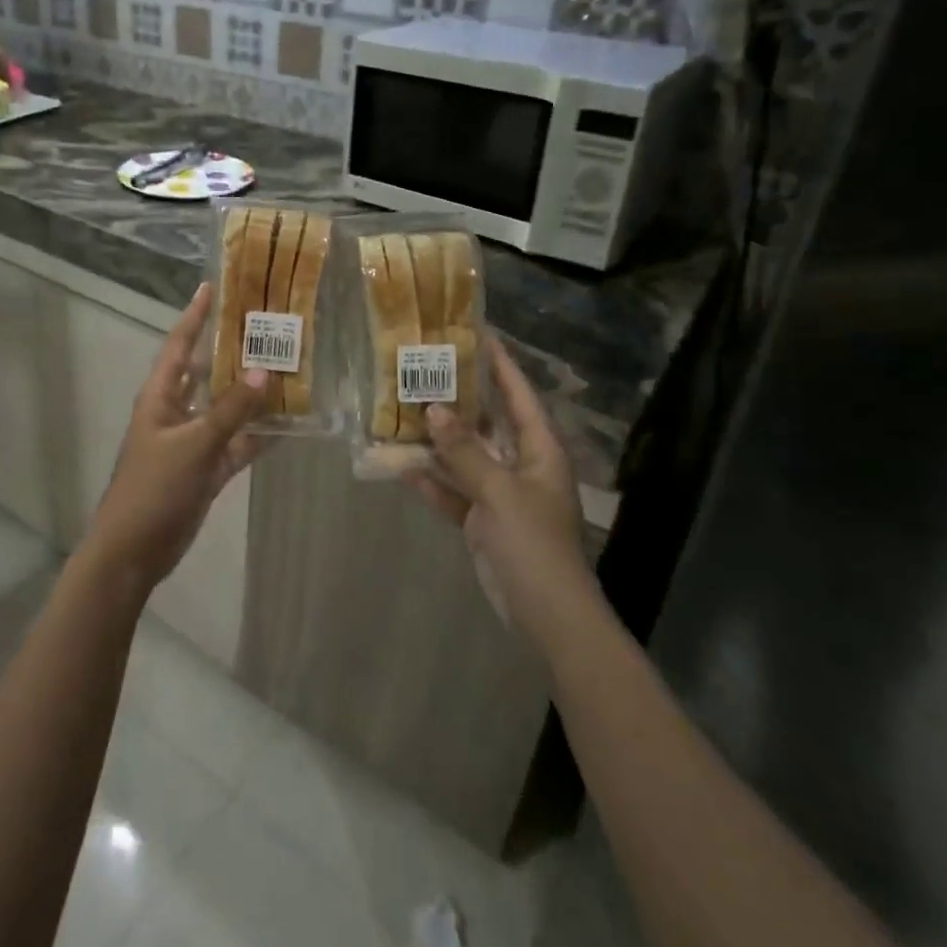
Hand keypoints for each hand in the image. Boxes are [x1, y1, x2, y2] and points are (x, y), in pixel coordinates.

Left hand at [85, 283, 266, 590]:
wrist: (134, 551)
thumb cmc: (154, 488)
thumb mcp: (193, 444)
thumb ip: (230, 410)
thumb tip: (266, 371)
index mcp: (160, 396)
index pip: (178, 345)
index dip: (194, 315)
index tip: (212, 286)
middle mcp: (176, 411)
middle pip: (207, 372)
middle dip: (233, 351)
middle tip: (267, 327)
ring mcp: (192, 441)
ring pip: (226, 408)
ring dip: (251, 394)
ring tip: (288, 369)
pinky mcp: (206, 469)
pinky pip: (236, 444)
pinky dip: (257, 436)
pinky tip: (287, 424)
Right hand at [404, 336, 592, 640]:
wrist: (545, 612)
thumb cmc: (533, 542)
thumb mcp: (500, 491)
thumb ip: (465, 451)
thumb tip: (434, 410)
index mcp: (540, 450)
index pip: (519, 396)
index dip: (501, 365)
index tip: (478, 334)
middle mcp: (521, 464)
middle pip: (489, 422)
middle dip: (460, 399)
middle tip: (427, 370)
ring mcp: (501, 493)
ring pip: (466, 457)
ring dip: (438, 441)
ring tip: (404, 411)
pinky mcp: (483, 520)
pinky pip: (454, 491)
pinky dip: (432, 481)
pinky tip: (401, 466)